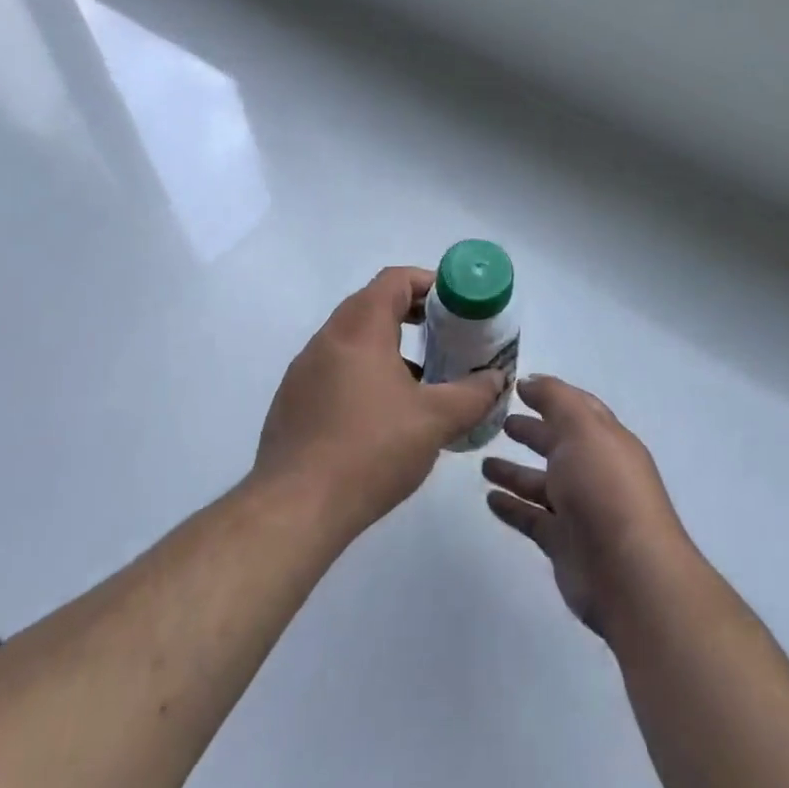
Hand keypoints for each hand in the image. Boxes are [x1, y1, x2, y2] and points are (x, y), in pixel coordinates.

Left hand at [255, 267, 506, 536]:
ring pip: (352, 338)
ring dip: (387, 345)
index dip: (428, 283)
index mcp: (360, 329)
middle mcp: (327, 338)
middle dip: (411, 313)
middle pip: (372, 304)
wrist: (296, 507)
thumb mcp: (435, 421)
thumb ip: (473, 394)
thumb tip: (496, 379)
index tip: (455, 305)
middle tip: (444, 335)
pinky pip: (334, 367)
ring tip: (420, 377)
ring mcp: (304, 369)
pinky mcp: (293, 400)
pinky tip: (383, 412)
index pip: (394, 280)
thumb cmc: (371, 450)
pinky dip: (363, 371)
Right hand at [483, 375, 695, 637]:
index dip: (550, 396)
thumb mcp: (582, 428)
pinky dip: (512, 508)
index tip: (517, 387)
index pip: (577, 409)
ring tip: (484, 463)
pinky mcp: (563, 544)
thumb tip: (529, 381)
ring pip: (541, 484)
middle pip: (558, 445)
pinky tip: (489, 499)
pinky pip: (532, 518)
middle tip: (499, 422)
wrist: (630, 575)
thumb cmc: (605, 489)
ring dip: (515, 472)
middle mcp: (594, 471)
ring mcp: (580, 510)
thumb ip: (555, 399)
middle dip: (532, 432)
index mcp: (605, 440)